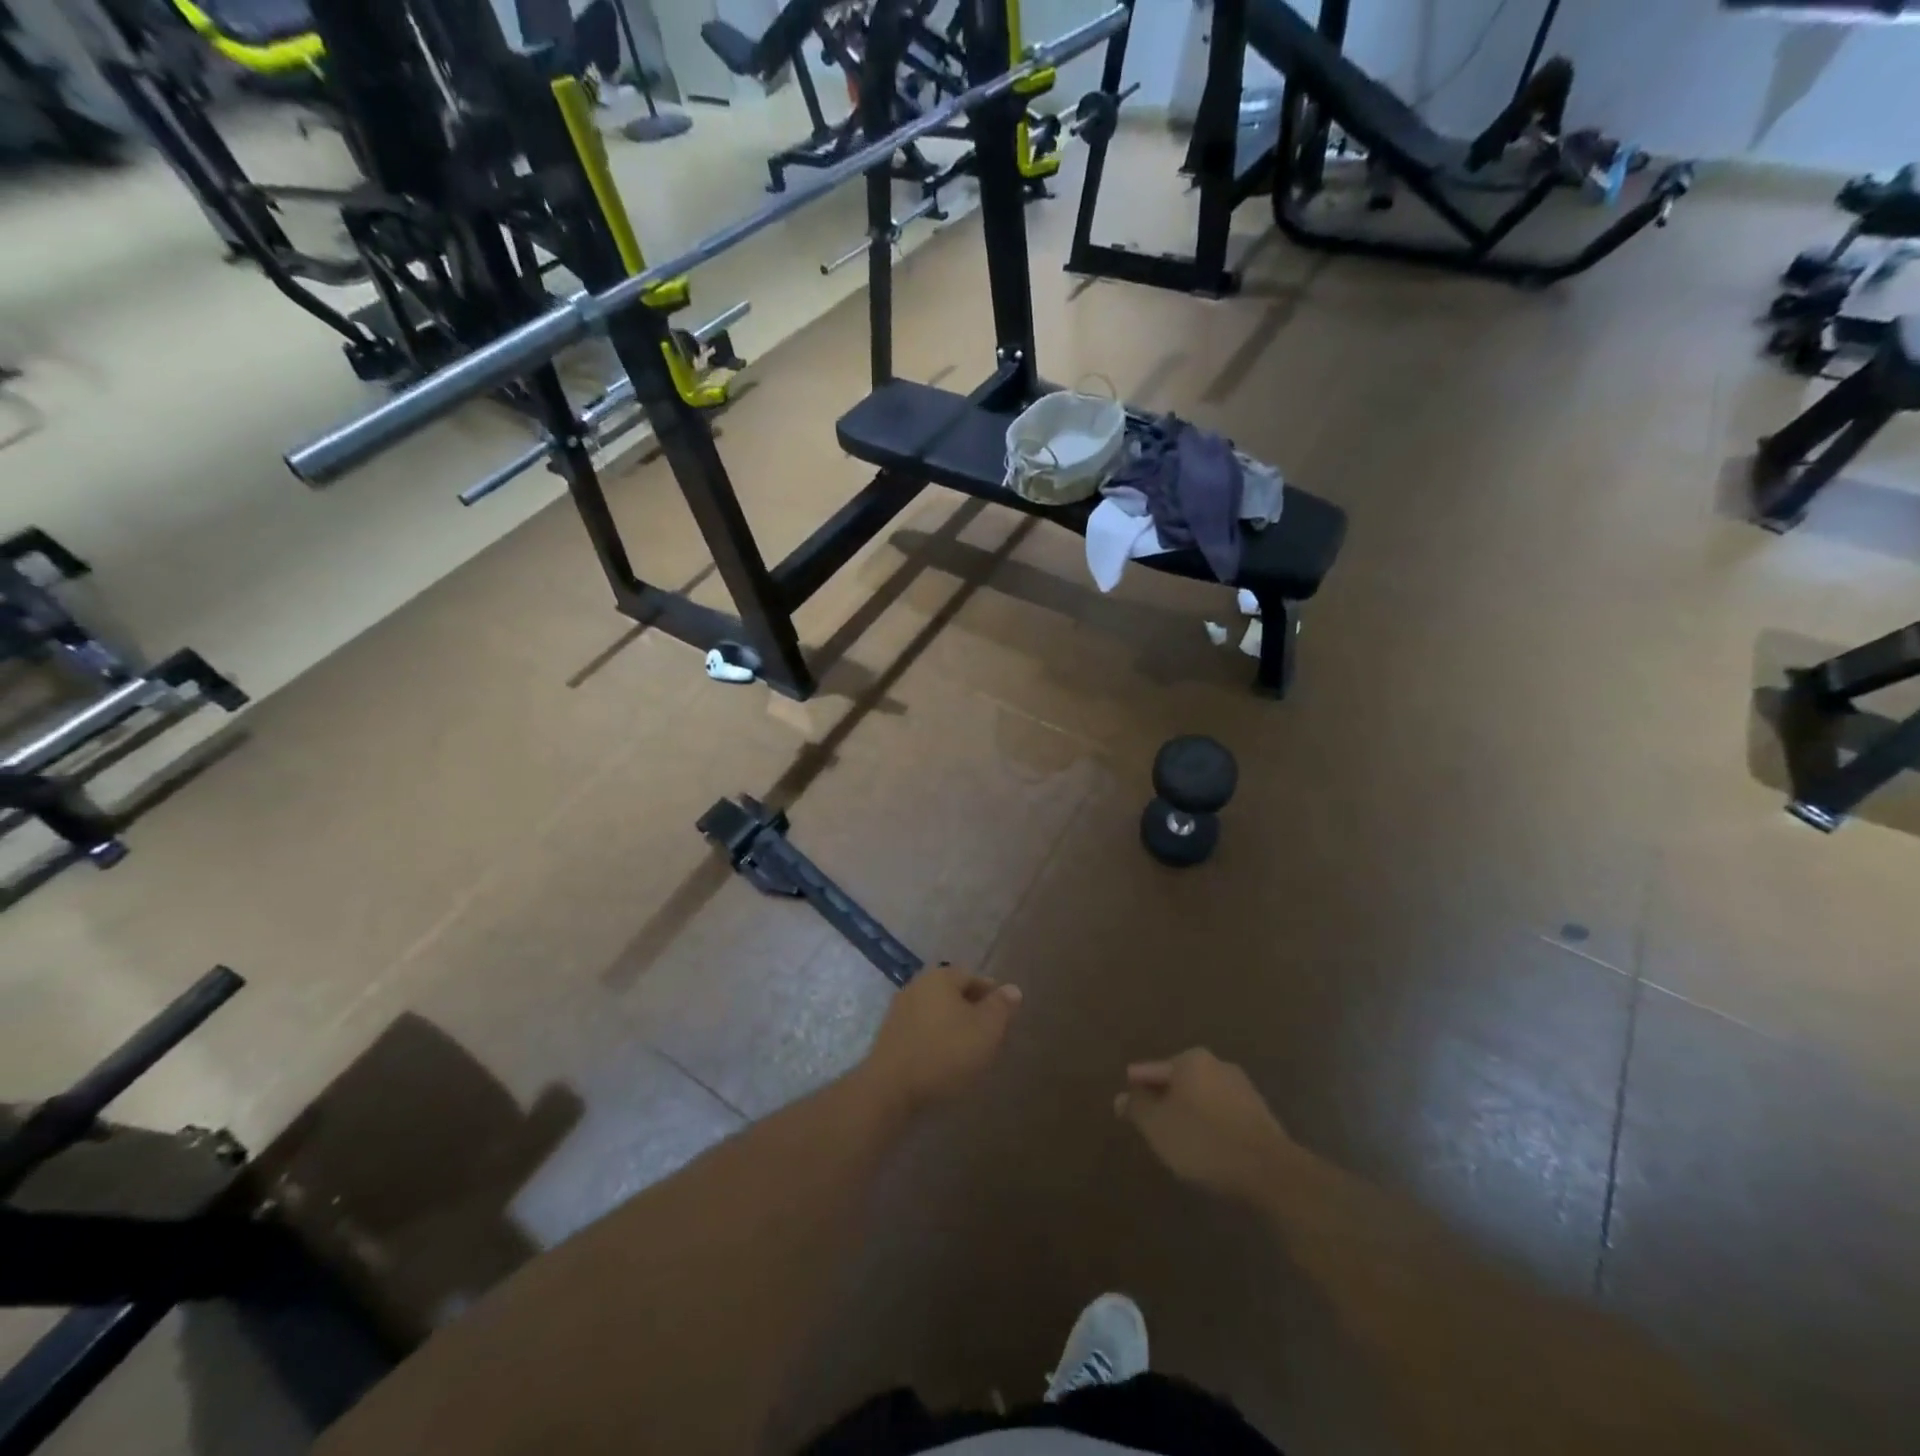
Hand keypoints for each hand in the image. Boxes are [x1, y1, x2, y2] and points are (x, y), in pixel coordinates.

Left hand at [859, 966, 1021, 1114]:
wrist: (891, 1090)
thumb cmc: (945, 1054)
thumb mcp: (986, 1030)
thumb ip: (1001, 1007)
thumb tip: (1012, 988)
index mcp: (941, 976)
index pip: (975, 978)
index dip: (993, 997)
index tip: (1005, 1021)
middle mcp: (918, 985)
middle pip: (954, 994)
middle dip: (973, 1012)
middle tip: (990, 1038)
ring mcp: (900, 1009)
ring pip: (938, 1013)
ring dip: (954, 1028)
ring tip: (970, 1054)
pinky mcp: (890, 1035)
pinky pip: (923, 1031)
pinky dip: (936, 1041)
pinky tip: (944, 1062)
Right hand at [1115, 1049, 1295, 1205]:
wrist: (1270, 1172)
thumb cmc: (1203, 1141)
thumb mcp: (1158, 1127)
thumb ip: (1137, 1109)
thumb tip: (1121, 1098)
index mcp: (1191, 1060)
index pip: (1153, 1070)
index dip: (1137, 1087)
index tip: (1127, 1101)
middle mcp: (1217, 1064)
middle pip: (1179, 1080)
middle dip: (1165, 1098)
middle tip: (1151, 1121)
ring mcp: (1242, 1088)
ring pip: (1203, 1097)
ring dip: (1189, 1112)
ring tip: (1178, 1138)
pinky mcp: (1260, 1114)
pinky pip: (1223, 1114)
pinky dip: (1210, 1124)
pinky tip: (1206, 1146)